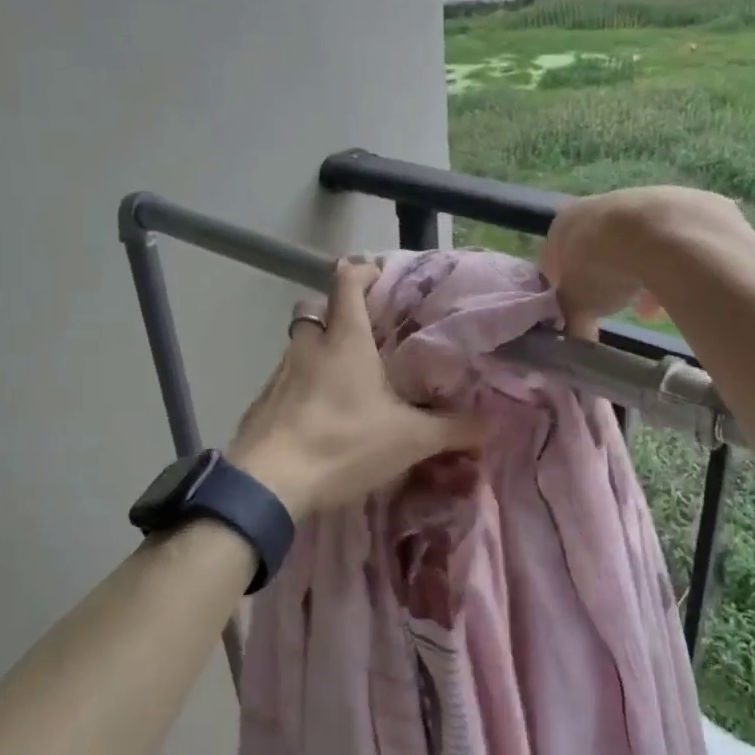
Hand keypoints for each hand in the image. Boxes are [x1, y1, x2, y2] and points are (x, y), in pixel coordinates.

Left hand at [227, 260, 485, 519]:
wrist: (268, 483)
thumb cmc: (343, 443)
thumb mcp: (409, 439)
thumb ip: (452, 429)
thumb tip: (491, 425)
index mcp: (344, 340)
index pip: (347, 282)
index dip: (363, 271)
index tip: (380, 277)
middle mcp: (308, 346)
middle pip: (315, 307)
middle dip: (335, 311)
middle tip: (362, 334)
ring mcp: (280, 373)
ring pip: (299, 344)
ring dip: (318, 350)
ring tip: (346, 380)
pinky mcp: (263, 401)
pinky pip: (285, 378)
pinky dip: (302, 385)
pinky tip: (319, 415)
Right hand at [540, 187, 739, 336]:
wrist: (658, 235)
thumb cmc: (601, 268)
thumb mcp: (578, 306)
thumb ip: (573, 323)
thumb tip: (576, 343)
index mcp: (563, 226)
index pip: (554, 261)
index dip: (566, 289)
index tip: (579, 310)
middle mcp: (595, 207)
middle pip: (597, 252)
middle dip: (607, 282)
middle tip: (616, 307)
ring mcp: (636, 201)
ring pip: (633, 248)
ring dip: (639, 278)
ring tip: (650, 309)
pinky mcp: (674, 204)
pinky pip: (665, 244)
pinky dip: (667, 267)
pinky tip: (675, 291)